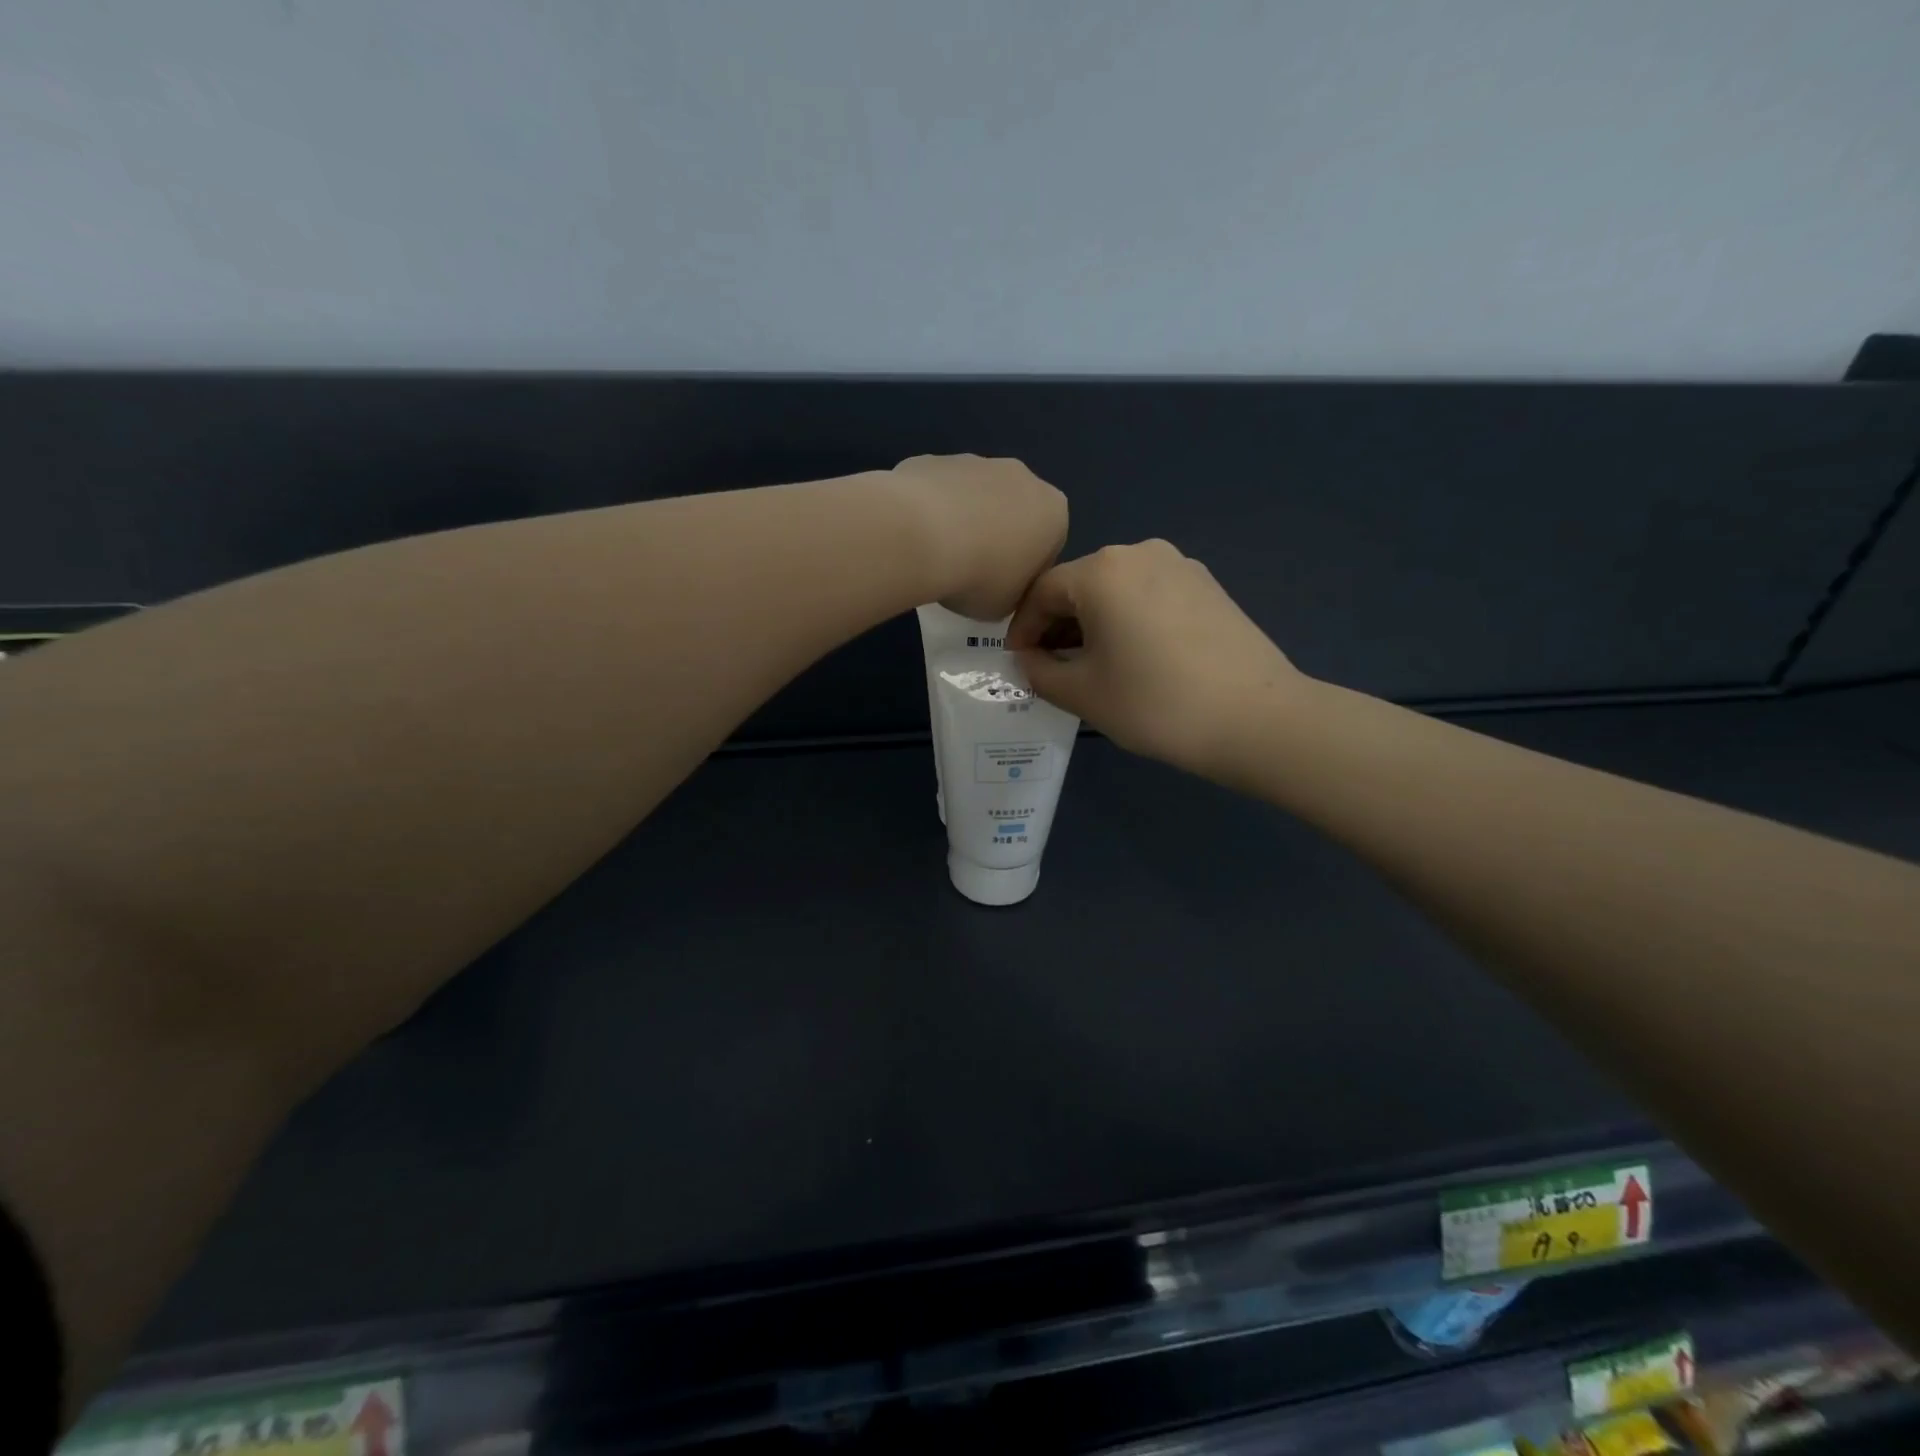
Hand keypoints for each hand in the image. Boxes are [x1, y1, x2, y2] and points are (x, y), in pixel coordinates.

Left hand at [892, 455, 1068, 619]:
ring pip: (974, 497)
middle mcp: (1022, 477)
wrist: (921, 538)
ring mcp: (976, 462)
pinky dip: (929, 510)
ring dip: (963, 521)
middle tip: (969, 571)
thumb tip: (1000, 582)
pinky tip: (915, 535)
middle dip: (995, 536)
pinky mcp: (934, 458)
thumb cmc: (980, 578)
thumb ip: (1014, 591)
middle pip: (1013, 512)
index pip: (1047, 546)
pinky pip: (937, 491)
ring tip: (937, 555)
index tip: (999, 588)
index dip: (1023, 571)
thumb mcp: (1008, 605)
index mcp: (1053, 513)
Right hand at [1007, 540, 1308, 781]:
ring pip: (1116, 590)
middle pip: (1080, 585)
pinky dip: (1128, 620)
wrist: (1255, 719)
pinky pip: (1149, 596)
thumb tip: (1029, 658)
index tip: (1017, 662)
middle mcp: (1140, 552)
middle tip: (1049, 667)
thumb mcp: (1081, 693)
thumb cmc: (1155, 704)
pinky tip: (1134, 658)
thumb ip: (1039, 671)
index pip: (1041, 592)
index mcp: (1102, 570)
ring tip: (1090, 666)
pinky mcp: (1208, 586)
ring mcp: (1180, 565)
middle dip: (1057, 625)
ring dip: (1093, 623)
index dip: (1021, 628)